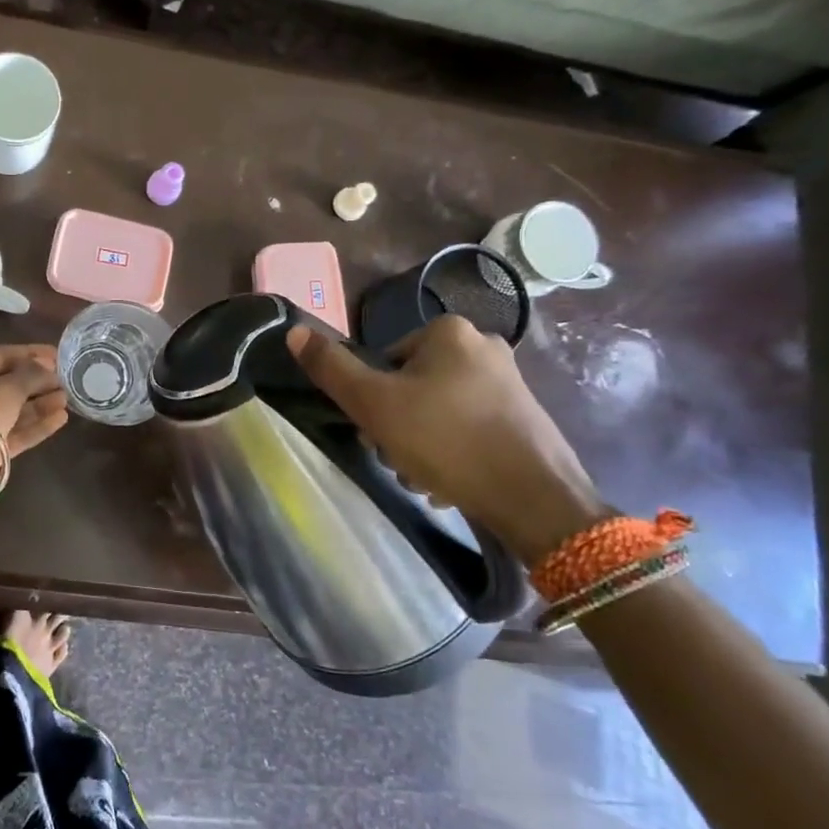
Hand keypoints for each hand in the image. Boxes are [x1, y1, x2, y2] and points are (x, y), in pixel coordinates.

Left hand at [0, 344, 68, 458]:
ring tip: (67, 398)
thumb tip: (47, 368)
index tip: (57, 355)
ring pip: (16, 410)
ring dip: (41, 403)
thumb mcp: (10, 386)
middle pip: (10, 384)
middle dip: (38, 381)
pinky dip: (38, 425)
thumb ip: (32, 374)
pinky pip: (18, 432)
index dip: (31, 353)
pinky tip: (61, 418)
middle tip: (65, 379)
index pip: (1, 356)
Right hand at [285, 316, 608, 564]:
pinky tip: (450, 482)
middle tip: (399, 457)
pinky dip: (453, 452)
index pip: (384, 360)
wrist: (534, 498)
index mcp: (449, 331)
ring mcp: (510, 383)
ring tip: (425, 477)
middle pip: (411, 385)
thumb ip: (331, 368)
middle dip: (397, 425)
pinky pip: (469, 428)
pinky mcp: (525, 417)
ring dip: (421, 444)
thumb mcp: (374, 403)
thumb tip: (294, 331)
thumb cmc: (446, 440)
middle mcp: (484, 346)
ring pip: (438, 410)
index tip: (378, 432)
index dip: (372, 398)